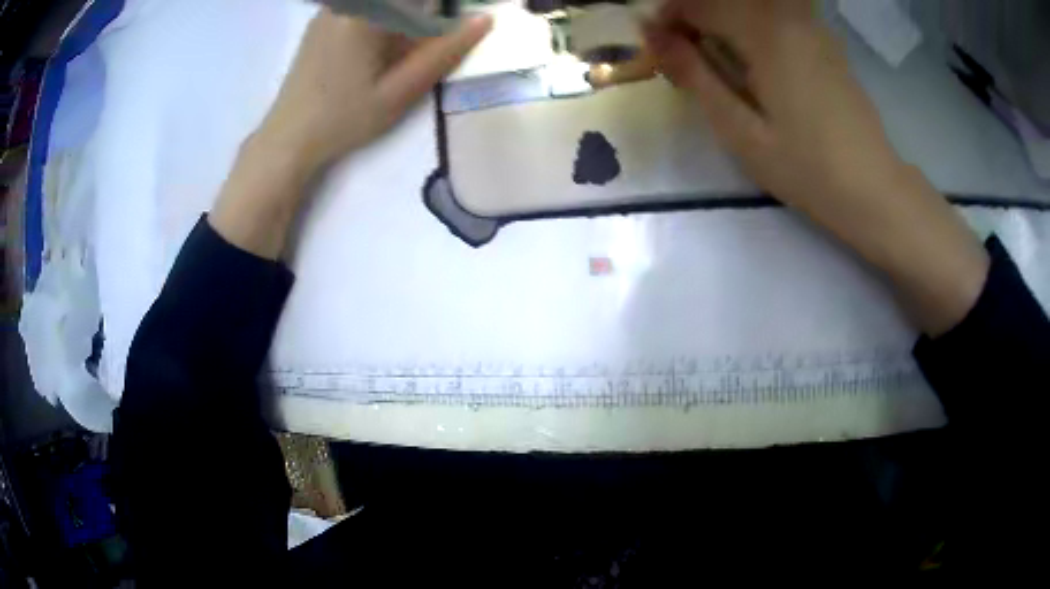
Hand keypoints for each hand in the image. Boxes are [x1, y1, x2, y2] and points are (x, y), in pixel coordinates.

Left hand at [210, 9, 490, 260]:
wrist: (288, 138)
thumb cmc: (344, 118)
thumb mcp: (400, 91)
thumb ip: (443, 52)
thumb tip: (484, 20)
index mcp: (367, 14)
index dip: (439, 10)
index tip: (444, 32)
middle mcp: (346, 4)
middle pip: (397, 0)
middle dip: (422, 14)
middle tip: (422, 49)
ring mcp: (330, 10)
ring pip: (381, 3)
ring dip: (403, 18)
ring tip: (402, 53)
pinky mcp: (321, 20)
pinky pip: (362, 8)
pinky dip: (382, 18)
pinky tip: (378, 48)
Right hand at [645, 0, 988, 335]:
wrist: (874, 188)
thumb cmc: (806, 168)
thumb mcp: (741, 130)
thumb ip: (695, 75)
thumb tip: (651, 34)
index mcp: (764, 33)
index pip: (698, 3)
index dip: (668, 18)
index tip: (658, 47)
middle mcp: (788, 16)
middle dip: (694, 17)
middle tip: (685, 55)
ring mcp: (812, 26)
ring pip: (750, 4)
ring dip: (722, 21)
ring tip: (716, 58)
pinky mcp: (825, 40)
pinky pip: (776, 15)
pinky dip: (751, 26)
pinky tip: (754, 60)